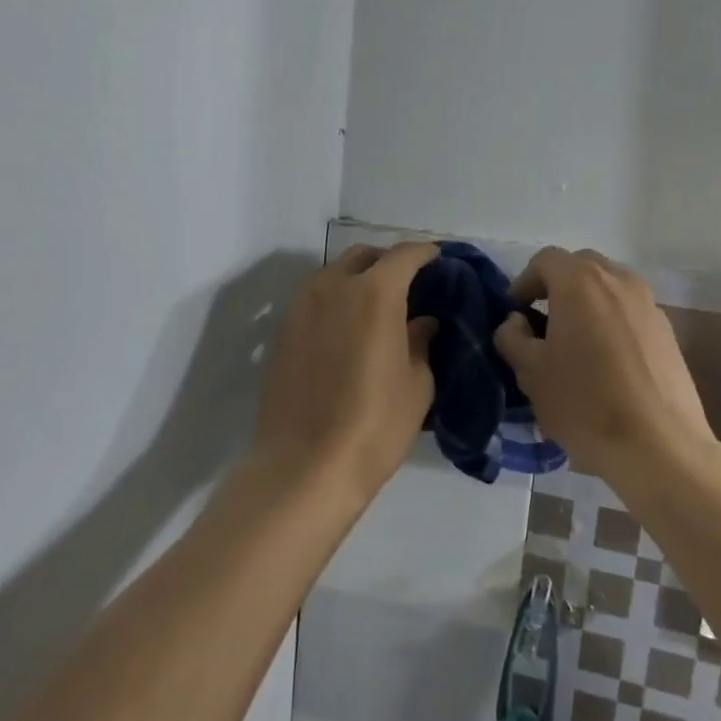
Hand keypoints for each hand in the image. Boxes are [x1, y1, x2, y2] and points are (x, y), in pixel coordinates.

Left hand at [251, 242, 438, 500]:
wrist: (304, 466)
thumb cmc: (375, 424)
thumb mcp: (417, 384)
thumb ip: (421, 341)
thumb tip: (422, 322)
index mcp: (375, 293)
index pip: (405, 254)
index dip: (426, 254)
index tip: (438, 261)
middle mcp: (333, 286)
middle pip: (364, 256)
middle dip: (388, 262)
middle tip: (407, 285)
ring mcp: (301, 307)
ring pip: (333, 274)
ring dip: (357, 279)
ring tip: (375, 308)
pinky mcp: (281, 331)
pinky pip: (313, 300)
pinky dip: (334, 302)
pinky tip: (346, 331)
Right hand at [493, 247, 714, 484]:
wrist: (659, 446)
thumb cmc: (585, 404)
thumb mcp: (531, 373)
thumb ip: (513, 337)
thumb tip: (516, 322)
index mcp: (580, 282)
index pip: (545, 260)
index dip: (524, 282)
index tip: (515, 313)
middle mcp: (619, 280)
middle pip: (581, 266)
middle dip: (557, 286)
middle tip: (542, 321)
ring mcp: (649, 304)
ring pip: (610, 287)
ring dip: (587, 303)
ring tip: (575, 342)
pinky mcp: (667, 331)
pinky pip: (630, 311)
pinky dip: (612, 321)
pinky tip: (606, 362)